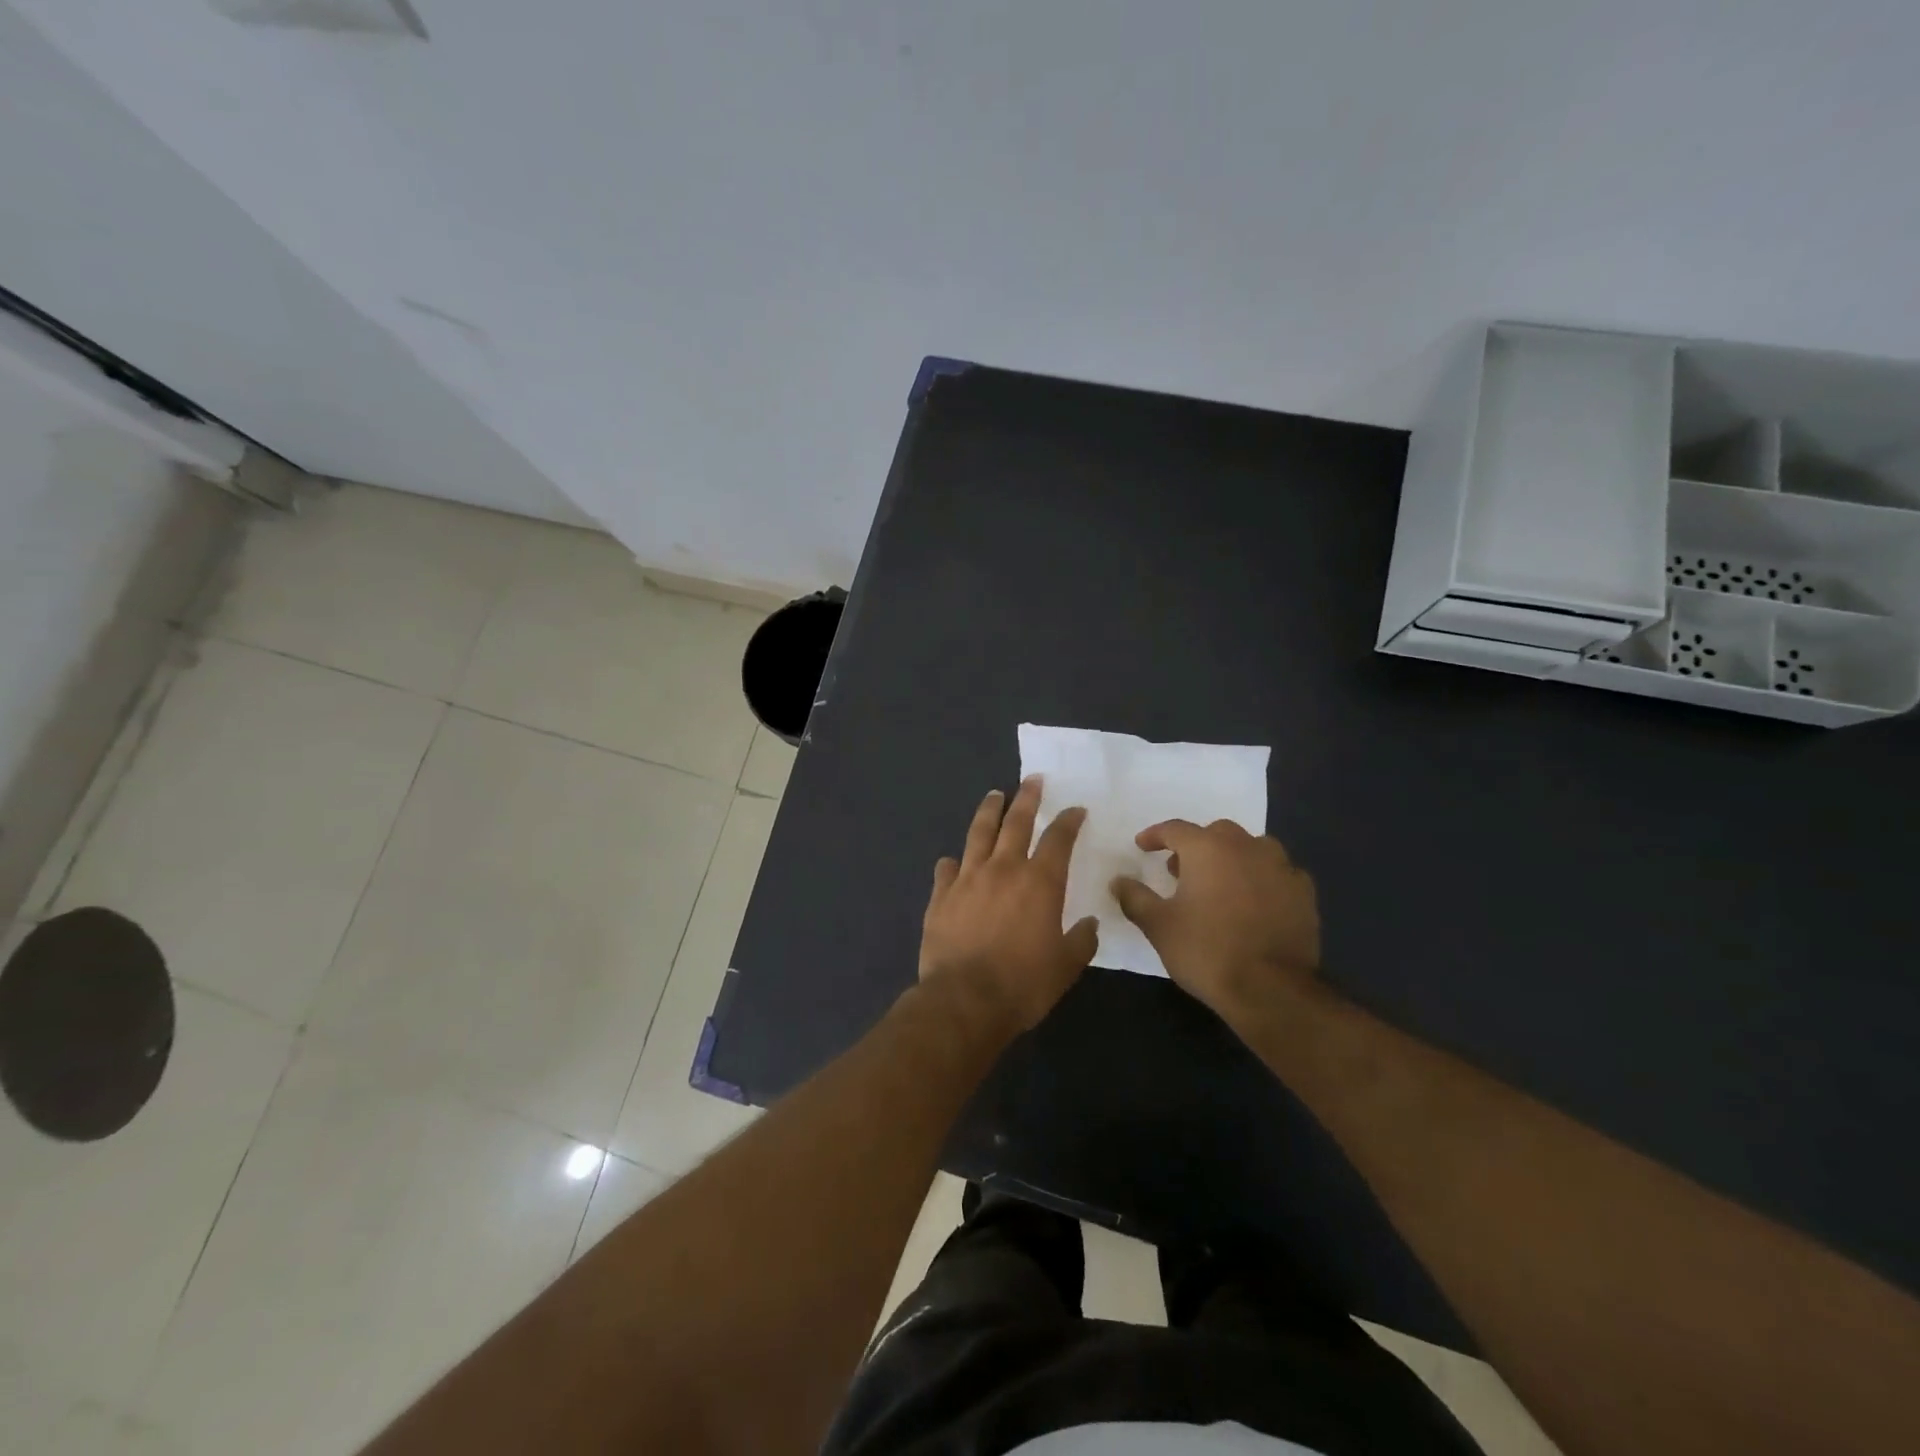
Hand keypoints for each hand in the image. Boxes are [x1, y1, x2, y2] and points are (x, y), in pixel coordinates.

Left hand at [919, 778, 1099, 1034]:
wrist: (964, 1001)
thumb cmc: (1023, 984)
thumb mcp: (1065, 967)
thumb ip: (1080, 941)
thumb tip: (1089, 925)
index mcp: (1039, 882)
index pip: (1058, 839)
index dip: (1069, 821)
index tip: (1075, 809)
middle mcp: (1003, 869)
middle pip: (1016, 822)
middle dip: (1027, 798)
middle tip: (1032, 780)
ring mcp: (968, 879)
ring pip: (979, 834)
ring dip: (989, 812)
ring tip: (994, 795)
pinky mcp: (940, 896)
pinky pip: (946, 870)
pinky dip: (952, 863)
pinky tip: (952, 861)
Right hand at [1109, 819, 1318, 1023]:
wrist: (1271, 990)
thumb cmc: (1206, 951)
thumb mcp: (1158, 926)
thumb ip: (1135, 898)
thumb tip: (1118, 881)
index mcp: (1208, 848)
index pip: (1175, 829)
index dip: (1155, 836)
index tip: (1142, 846)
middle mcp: (1246, 847)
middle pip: (1216, 833)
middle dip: (1196, 845)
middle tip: (1181, 869)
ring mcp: (1281, 867)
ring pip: (1252, 848)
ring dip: (1233, 857)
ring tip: (1221, 882)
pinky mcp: (1304, 892)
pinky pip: (1278, 873)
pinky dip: (1263, 879)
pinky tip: (1256, 901)